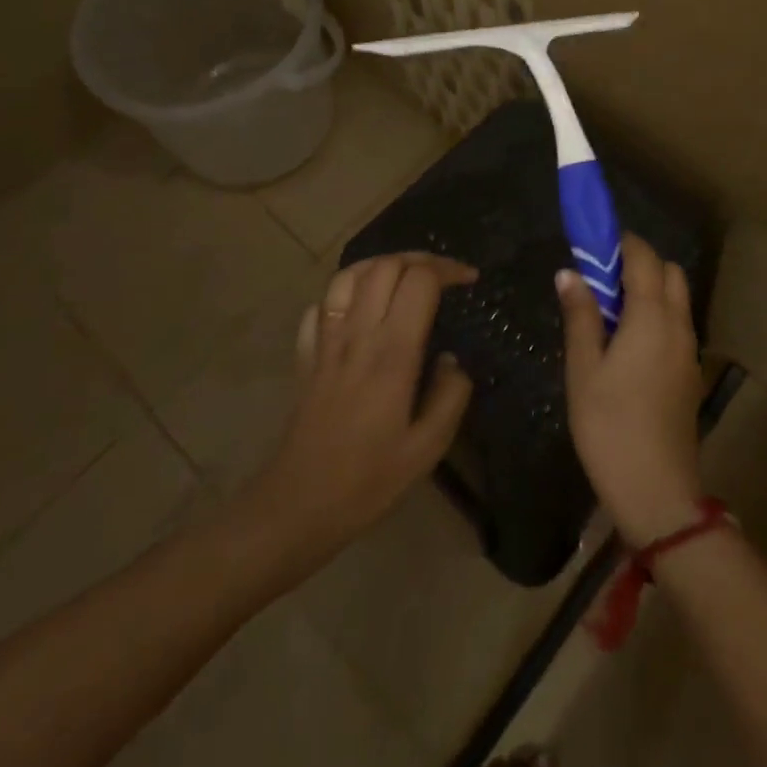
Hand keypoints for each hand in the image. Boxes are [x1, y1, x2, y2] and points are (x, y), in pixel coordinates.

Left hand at [242, 254, 475, 561]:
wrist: (297, 507)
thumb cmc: (368, 481)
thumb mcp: (428, 449)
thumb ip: (451, 396)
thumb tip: (453, 361)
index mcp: (393, 353)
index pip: (420, 281)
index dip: (448, 270)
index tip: (470, 280)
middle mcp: (358, 335)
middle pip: (386, 266)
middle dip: (420, 259)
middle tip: (443, 274)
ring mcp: (326, 342)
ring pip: (349, 275)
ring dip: (381, 265)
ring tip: (403, 276)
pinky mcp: (306, 356)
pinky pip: (321, 305)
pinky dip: (344, 294)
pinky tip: (359, 308)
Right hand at [558, 234, 704, 545]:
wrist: (657, 490)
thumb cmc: (610, 426)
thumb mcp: (583, 370)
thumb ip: (581, 316)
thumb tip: (570, 273)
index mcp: (651, 317)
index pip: (644, 258)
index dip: (622, 243)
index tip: (595, 245)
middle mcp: (678, 324)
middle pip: (669, 272)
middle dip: (640, 263)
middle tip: (603, 281)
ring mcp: (690, 350)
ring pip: (678, 298)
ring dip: (651, 289)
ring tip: (612, 313)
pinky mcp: (692, 373)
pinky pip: (679, 324)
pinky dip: (659, 315)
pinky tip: (630, 344)